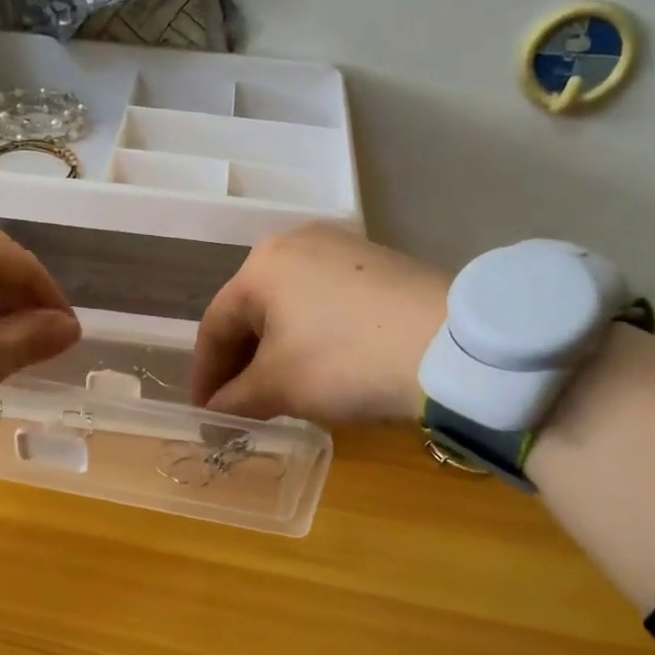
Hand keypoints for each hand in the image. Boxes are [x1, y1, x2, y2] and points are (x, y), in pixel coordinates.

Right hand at [192, 222, 448, 422]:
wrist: (451, 347)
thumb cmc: (344, 361)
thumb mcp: (279, 387)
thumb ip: (235, 399)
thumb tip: (214, 411)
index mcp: (260, 266)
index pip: (215, 326)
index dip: (205, 374)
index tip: (203, 412)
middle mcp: (294, 243)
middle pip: (252, 311)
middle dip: (241, 361)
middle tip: (237, 402)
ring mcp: (340, 246)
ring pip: (289, 304)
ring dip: (276, 348)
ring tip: (278, 387)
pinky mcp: (378, 260)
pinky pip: (325, 300)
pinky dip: (311, 333)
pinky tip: (322, 362)